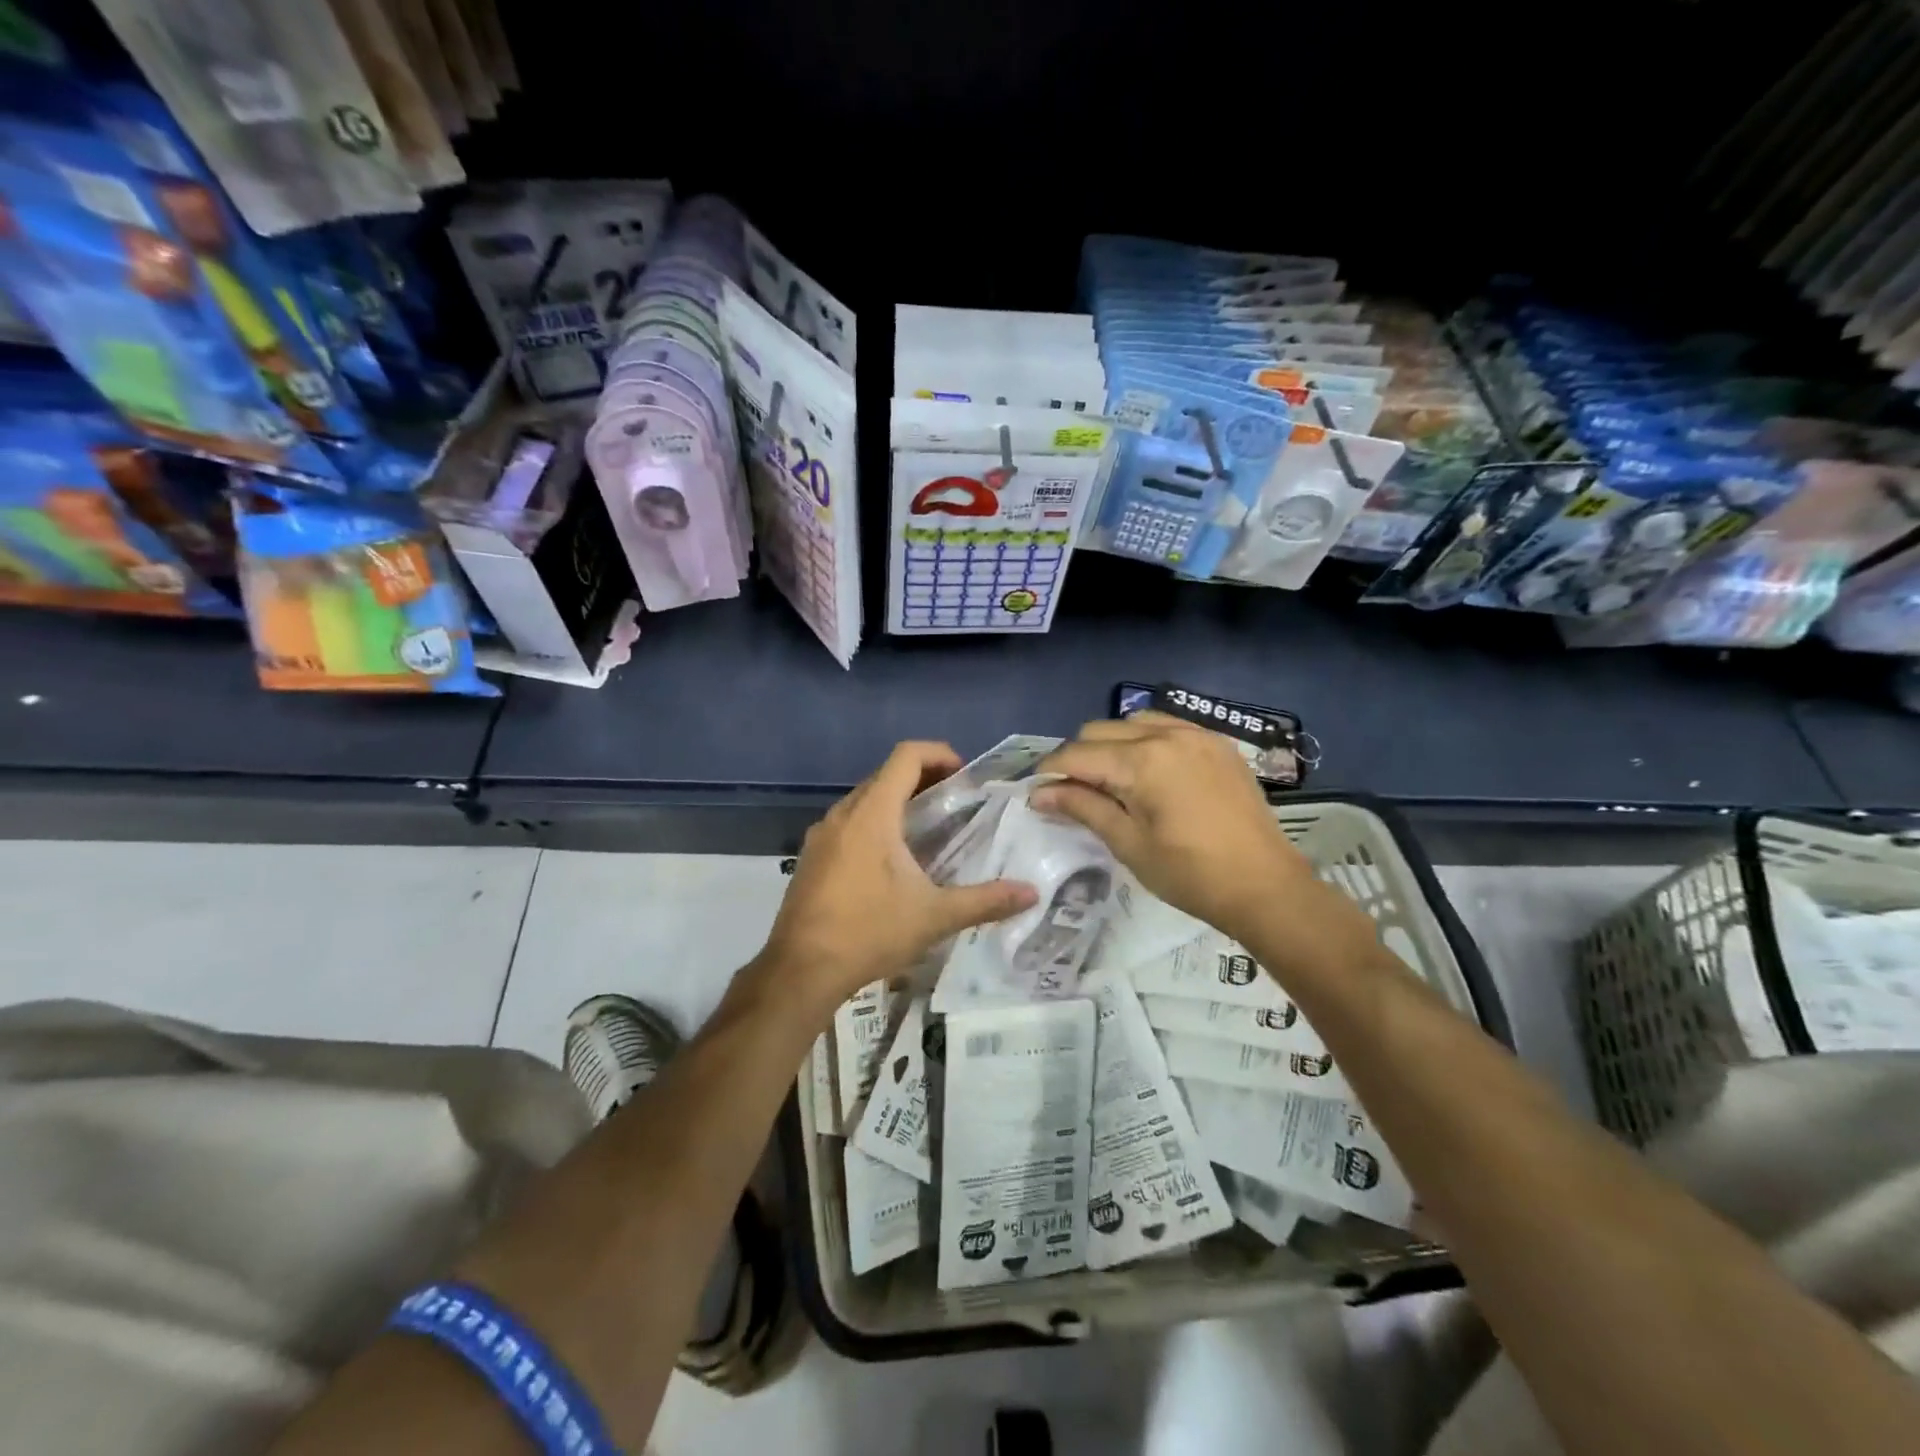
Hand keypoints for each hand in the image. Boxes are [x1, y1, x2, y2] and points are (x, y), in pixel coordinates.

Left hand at [755, 742, 1037, 1012]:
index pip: (906, 756)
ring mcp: (821, 835)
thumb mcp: (934, 916)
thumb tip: (1032, 893)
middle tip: (954, 802)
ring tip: (927, 829)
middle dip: (922, 778)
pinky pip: (848, 823)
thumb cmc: (869, 931)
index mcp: (873, 814)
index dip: (938, 753)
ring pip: (864, 799)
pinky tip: (890, 861)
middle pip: (885, 775)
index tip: (964, 775)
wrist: (801, 970)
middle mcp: (843, 814)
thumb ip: (985, 900)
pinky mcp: (811, 857)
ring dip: (896, 802)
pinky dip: (874, 824)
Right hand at [1032, 714, 1321, 946]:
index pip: (1077, 755)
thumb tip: (1040, 794)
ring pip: (1132, 721)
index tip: (1038, 794)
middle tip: (1074, 793)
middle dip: (1078, 757)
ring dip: (1111, 743)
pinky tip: (1148, 770)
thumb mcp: (1128, 844)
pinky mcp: (1216, 743)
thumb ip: (1083, 808)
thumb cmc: (1190, 874)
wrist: (1265, 886)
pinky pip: (1166, 725)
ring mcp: (1196, 734)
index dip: (1051, 773)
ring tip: (1111, 780)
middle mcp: (1166, 734)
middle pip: (1099, 730)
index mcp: (1142, 762)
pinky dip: (1145, 739)